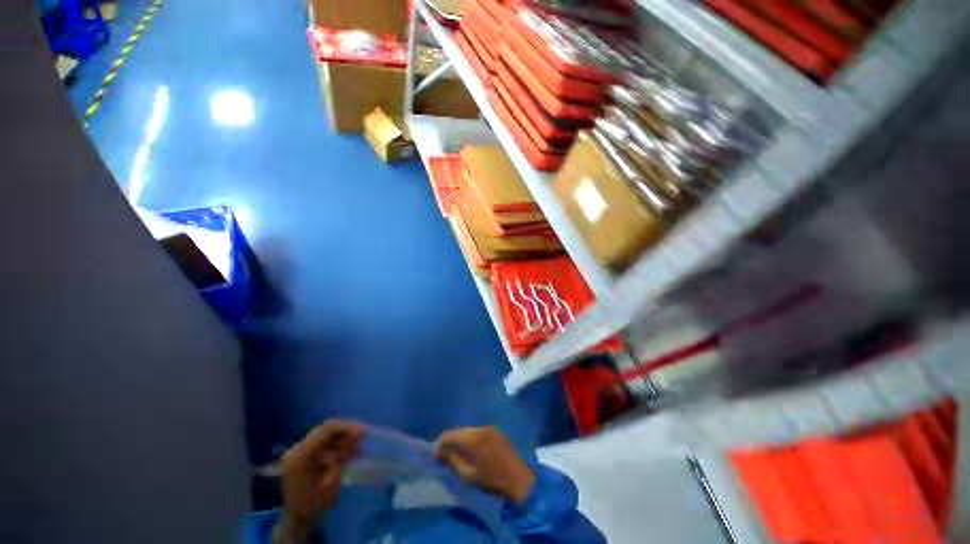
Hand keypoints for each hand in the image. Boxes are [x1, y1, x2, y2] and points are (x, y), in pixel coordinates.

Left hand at [280, 420, 362, 534]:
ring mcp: (299, 452)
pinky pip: (322, 444)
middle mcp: (298, 448)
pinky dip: (336, 446)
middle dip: (346, 431)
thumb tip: (358, 437)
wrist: (297, 518)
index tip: (363, 431)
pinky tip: (350, 452)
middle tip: (363, 435)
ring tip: (359, 446)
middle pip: (325, 430)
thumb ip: (342, 455)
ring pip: (325, 436)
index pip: (326, 429)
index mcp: (301, 453)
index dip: (347, 426)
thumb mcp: (331, 479)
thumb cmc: (314, 501)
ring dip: (343, 439)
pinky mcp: (303, 456)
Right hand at [435, 426, 535, 503]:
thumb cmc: (492, 480)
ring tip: (457, 453)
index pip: (450, 434)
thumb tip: (439, 452)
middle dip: (450, 440)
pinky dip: (471, 438)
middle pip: (459, 430)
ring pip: (468, 430)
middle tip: (445, 454)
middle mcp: (480, 428)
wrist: (519, 479)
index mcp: (473, 438)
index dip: (440, 443)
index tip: (436, 454)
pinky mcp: (495, 430)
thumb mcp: (468, 475)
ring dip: (461, 439)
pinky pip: (477, 431)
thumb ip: (452, 461)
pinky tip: (471, 450)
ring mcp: (489, 427)